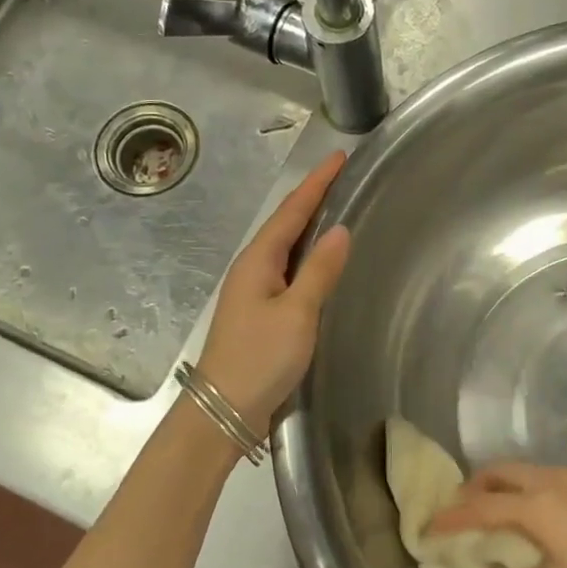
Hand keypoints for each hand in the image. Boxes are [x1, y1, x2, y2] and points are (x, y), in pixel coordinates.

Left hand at [196, 151, 351, 435]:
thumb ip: (319, 271)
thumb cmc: (260, 358)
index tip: (339, 157)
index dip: (316, 183)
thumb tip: (340, 230)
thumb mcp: (297, 313)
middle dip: (312, 198)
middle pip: (285, 224)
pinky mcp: (259, 313)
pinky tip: (318, 262)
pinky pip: (286, 270)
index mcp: (258, 260)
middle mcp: (252, 269)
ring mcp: (253, 292)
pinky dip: (305, 256)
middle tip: (342, 178)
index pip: (291, 211)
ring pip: (284, 247)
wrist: (224, 410)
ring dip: (308, 225)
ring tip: (335, 208)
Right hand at [429, 464, 566, 567]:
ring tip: (491, 517)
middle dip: (473, 489)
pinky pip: (544, 477)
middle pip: (499, 472)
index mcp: (539, 506)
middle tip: (459, 515)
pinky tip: (532, 519)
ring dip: (499, 487)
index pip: (481, 506)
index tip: (429, 527)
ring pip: (523, 471)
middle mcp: (553, 480)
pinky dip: (524, 489)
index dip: (451, 517)